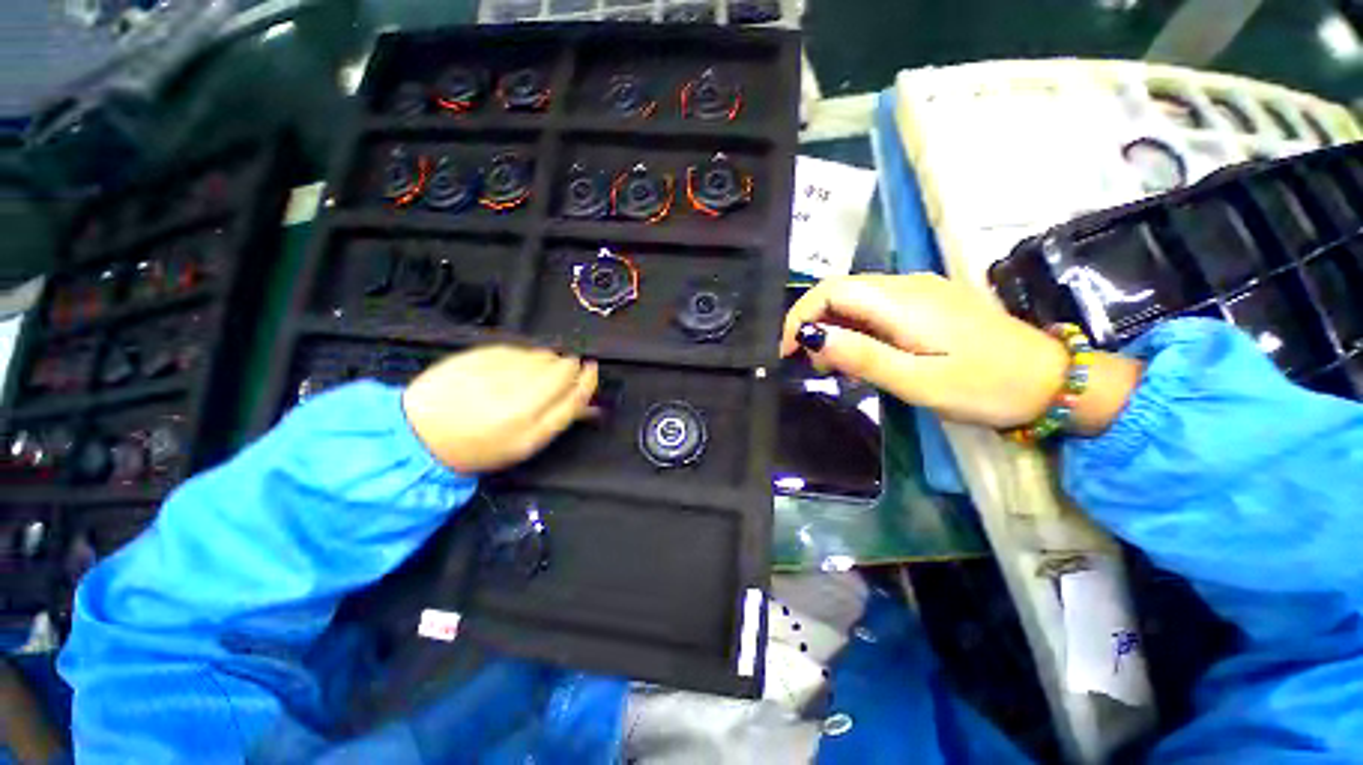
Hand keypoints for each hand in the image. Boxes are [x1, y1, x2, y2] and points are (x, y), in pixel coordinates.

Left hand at [402, 346, 597, 472]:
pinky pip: (518, 348)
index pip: (574, 387)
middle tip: (555, 381)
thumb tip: (593, 404)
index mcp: (529, 416)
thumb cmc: (481, 445)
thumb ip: (562, 417)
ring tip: (529, 377)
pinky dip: (523, 357)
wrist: (420, 432)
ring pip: (541, 354)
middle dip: (566, 369)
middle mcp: (516, 388)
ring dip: (545, 362)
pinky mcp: (480, 353)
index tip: (591, 369)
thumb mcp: (527, 442)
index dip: (587, 377)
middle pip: (561, 365)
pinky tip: (510, 370)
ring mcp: (497, 367)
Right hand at [780, 274, 1140, 432]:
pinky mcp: (928, 302)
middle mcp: (907, 285)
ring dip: (835, 330)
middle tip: (816, 368)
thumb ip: (862, 356)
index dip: (800, 316)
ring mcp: (920, 291)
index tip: (788, 351)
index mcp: (902, 301)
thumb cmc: (985, 386)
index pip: (831, 291)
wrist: (1051, 381)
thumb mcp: (917, 380)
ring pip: (856, 300)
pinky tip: (865, 355)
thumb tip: (812, 338)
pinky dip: (857, 330)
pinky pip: (877, 308)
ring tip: (839, 368)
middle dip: (815, 326)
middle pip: (840, 292)